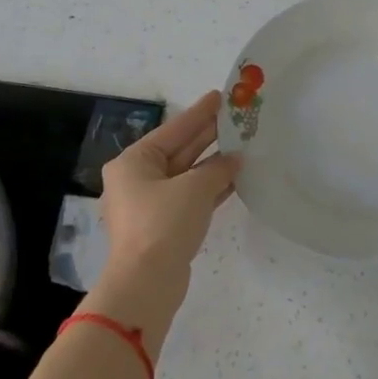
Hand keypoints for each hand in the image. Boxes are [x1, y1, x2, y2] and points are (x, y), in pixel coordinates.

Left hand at [99, 91, 240, 299]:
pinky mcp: (164, 226)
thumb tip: (235, 159)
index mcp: (134, 162)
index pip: (173, 129)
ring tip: (243, 145)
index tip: (220, 95)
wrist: (147, 283)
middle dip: (208, 135)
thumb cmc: (164, 224)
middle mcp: (138, 179)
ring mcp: (150, 204)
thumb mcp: (195, 188)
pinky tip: (236, 178)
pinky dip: (211, 187)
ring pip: (187, 174)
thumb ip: (218, 169)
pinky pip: (191, 196)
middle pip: (179, 150)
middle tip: (236, 117)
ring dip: (214, 163)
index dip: (199, 113)